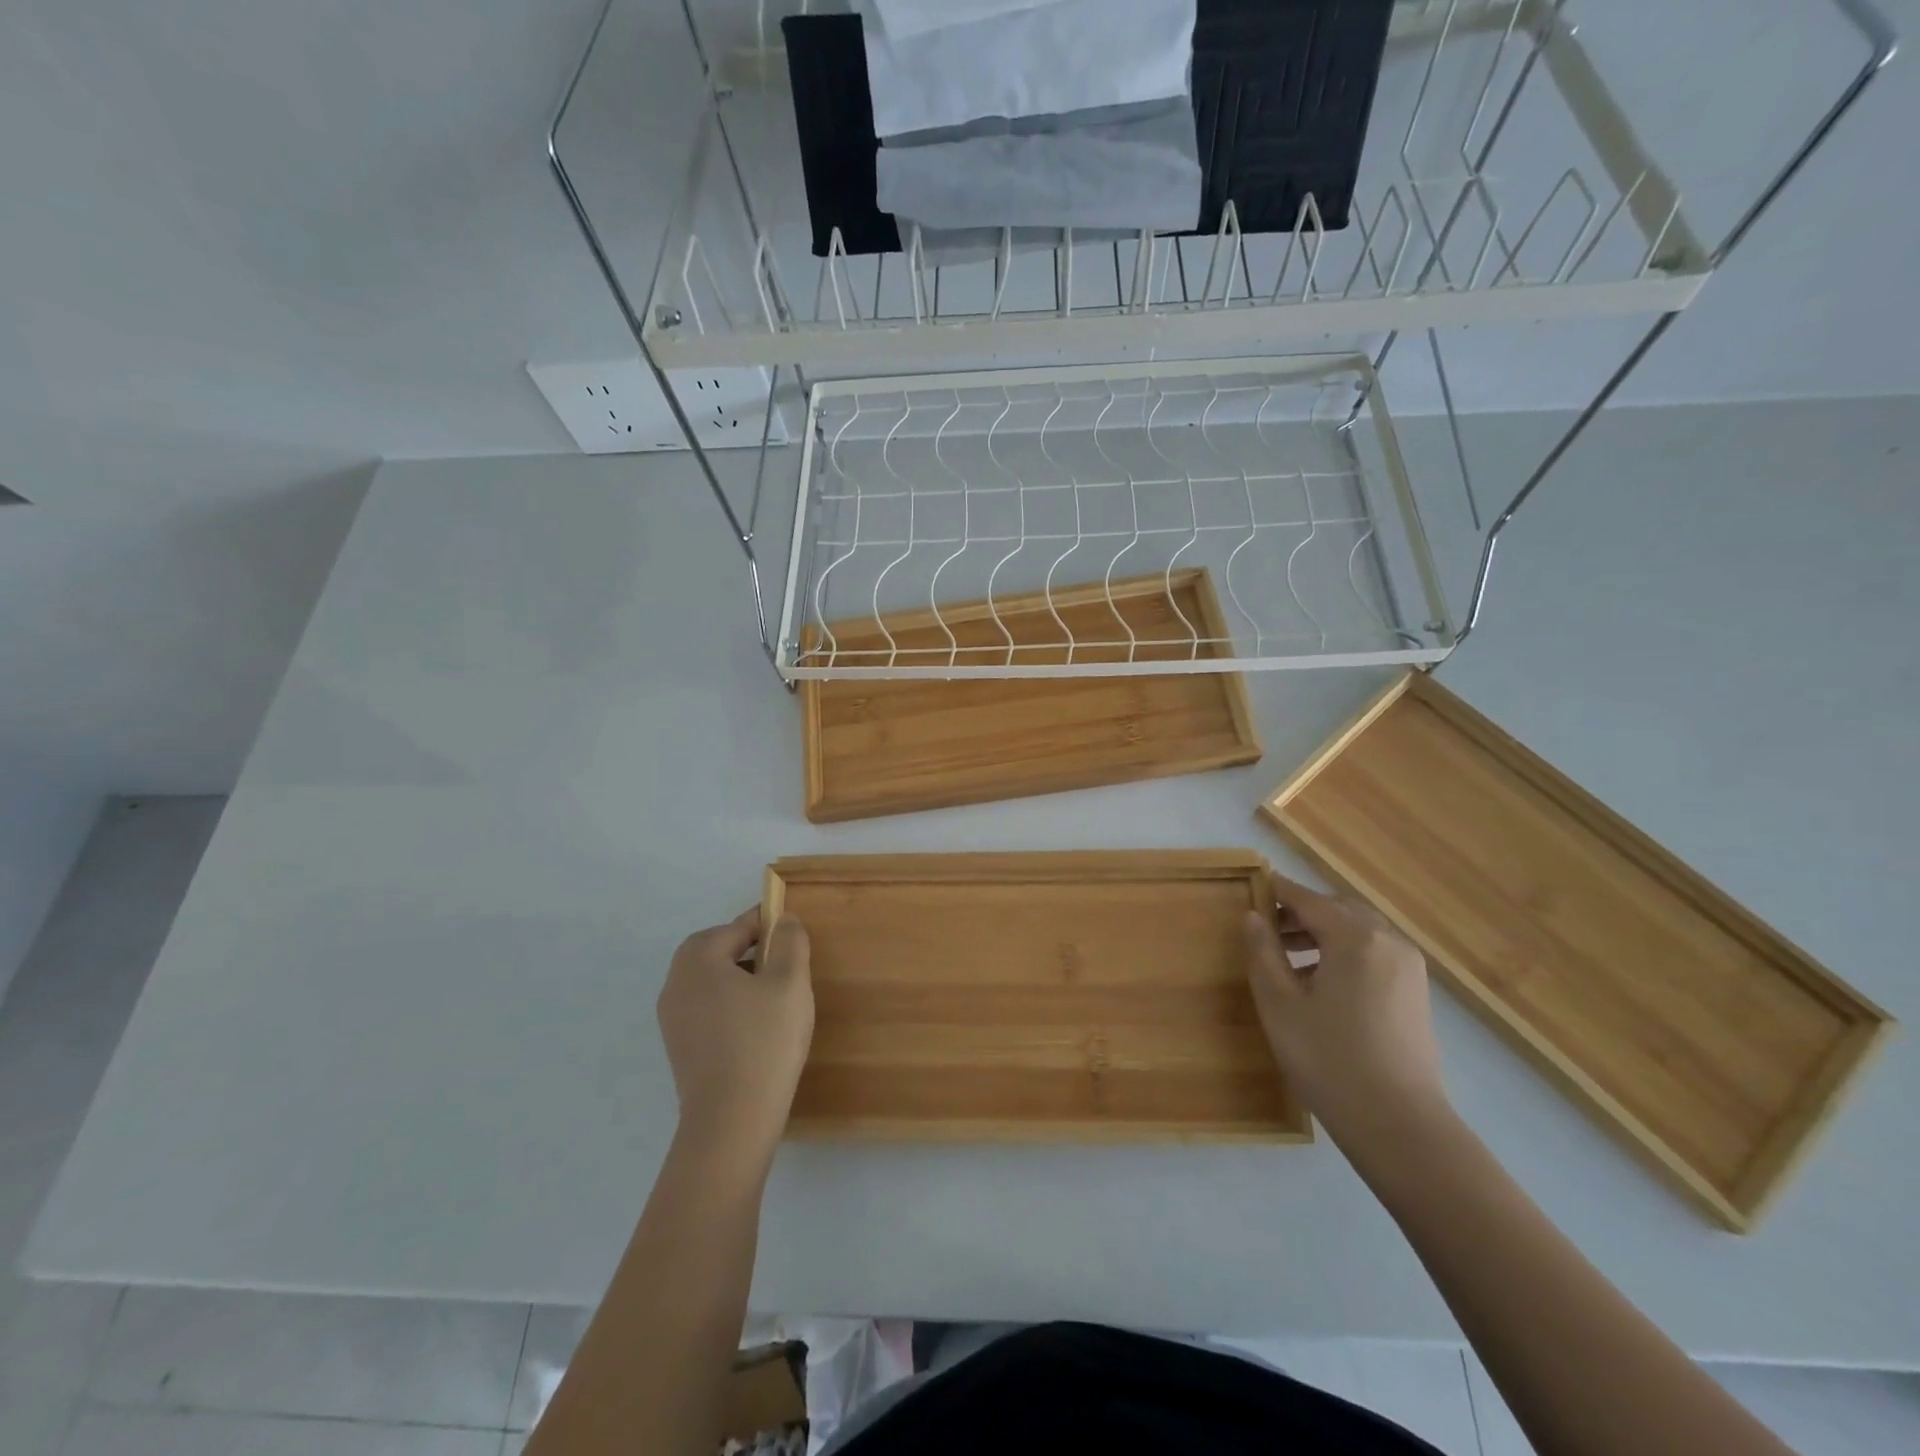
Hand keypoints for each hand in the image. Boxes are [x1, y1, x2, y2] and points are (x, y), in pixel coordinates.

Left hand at [657, 907, 813, 1161]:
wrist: (731, 1121)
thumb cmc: (764, 1041)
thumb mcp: (789, 982)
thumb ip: (789, 942)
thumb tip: (783, 919)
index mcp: (699, 959)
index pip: (737, 927)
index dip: (768, 925)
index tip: (794, 934)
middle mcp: (676, 982)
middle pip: (717, 950)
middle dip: (751, 950)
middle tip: (784, 964)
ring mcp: (673, 1018)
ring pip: (712, 981)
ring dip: (741, 978)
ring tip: (776, 997)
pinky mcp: (679, 1047)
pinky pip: (707, 1008)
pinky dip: (730, 1006)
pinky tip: (758, 1027)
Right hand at [1243, 871, 1449, 1149]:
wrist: (1400, 1126)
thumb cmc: (1329, 1060)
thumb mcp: (1280, 1004)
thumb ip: (1263, 952)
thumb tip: (1254, 916)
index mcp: (1355, 938)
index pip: (1309, 899)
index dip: (1278, 891)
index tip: (1252, 886)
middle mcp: (1388, 942)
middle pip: (1339, 909)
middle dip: (1302, 912)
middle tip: (1266, 926)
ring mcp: (1408, 968)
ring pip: (1359, 931)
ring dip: (1323, 932)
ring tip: (1287, 955)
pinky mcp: (1415, 994)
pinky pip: (1374, 954)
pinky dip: (1344, 952)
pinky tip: (1319, 982)